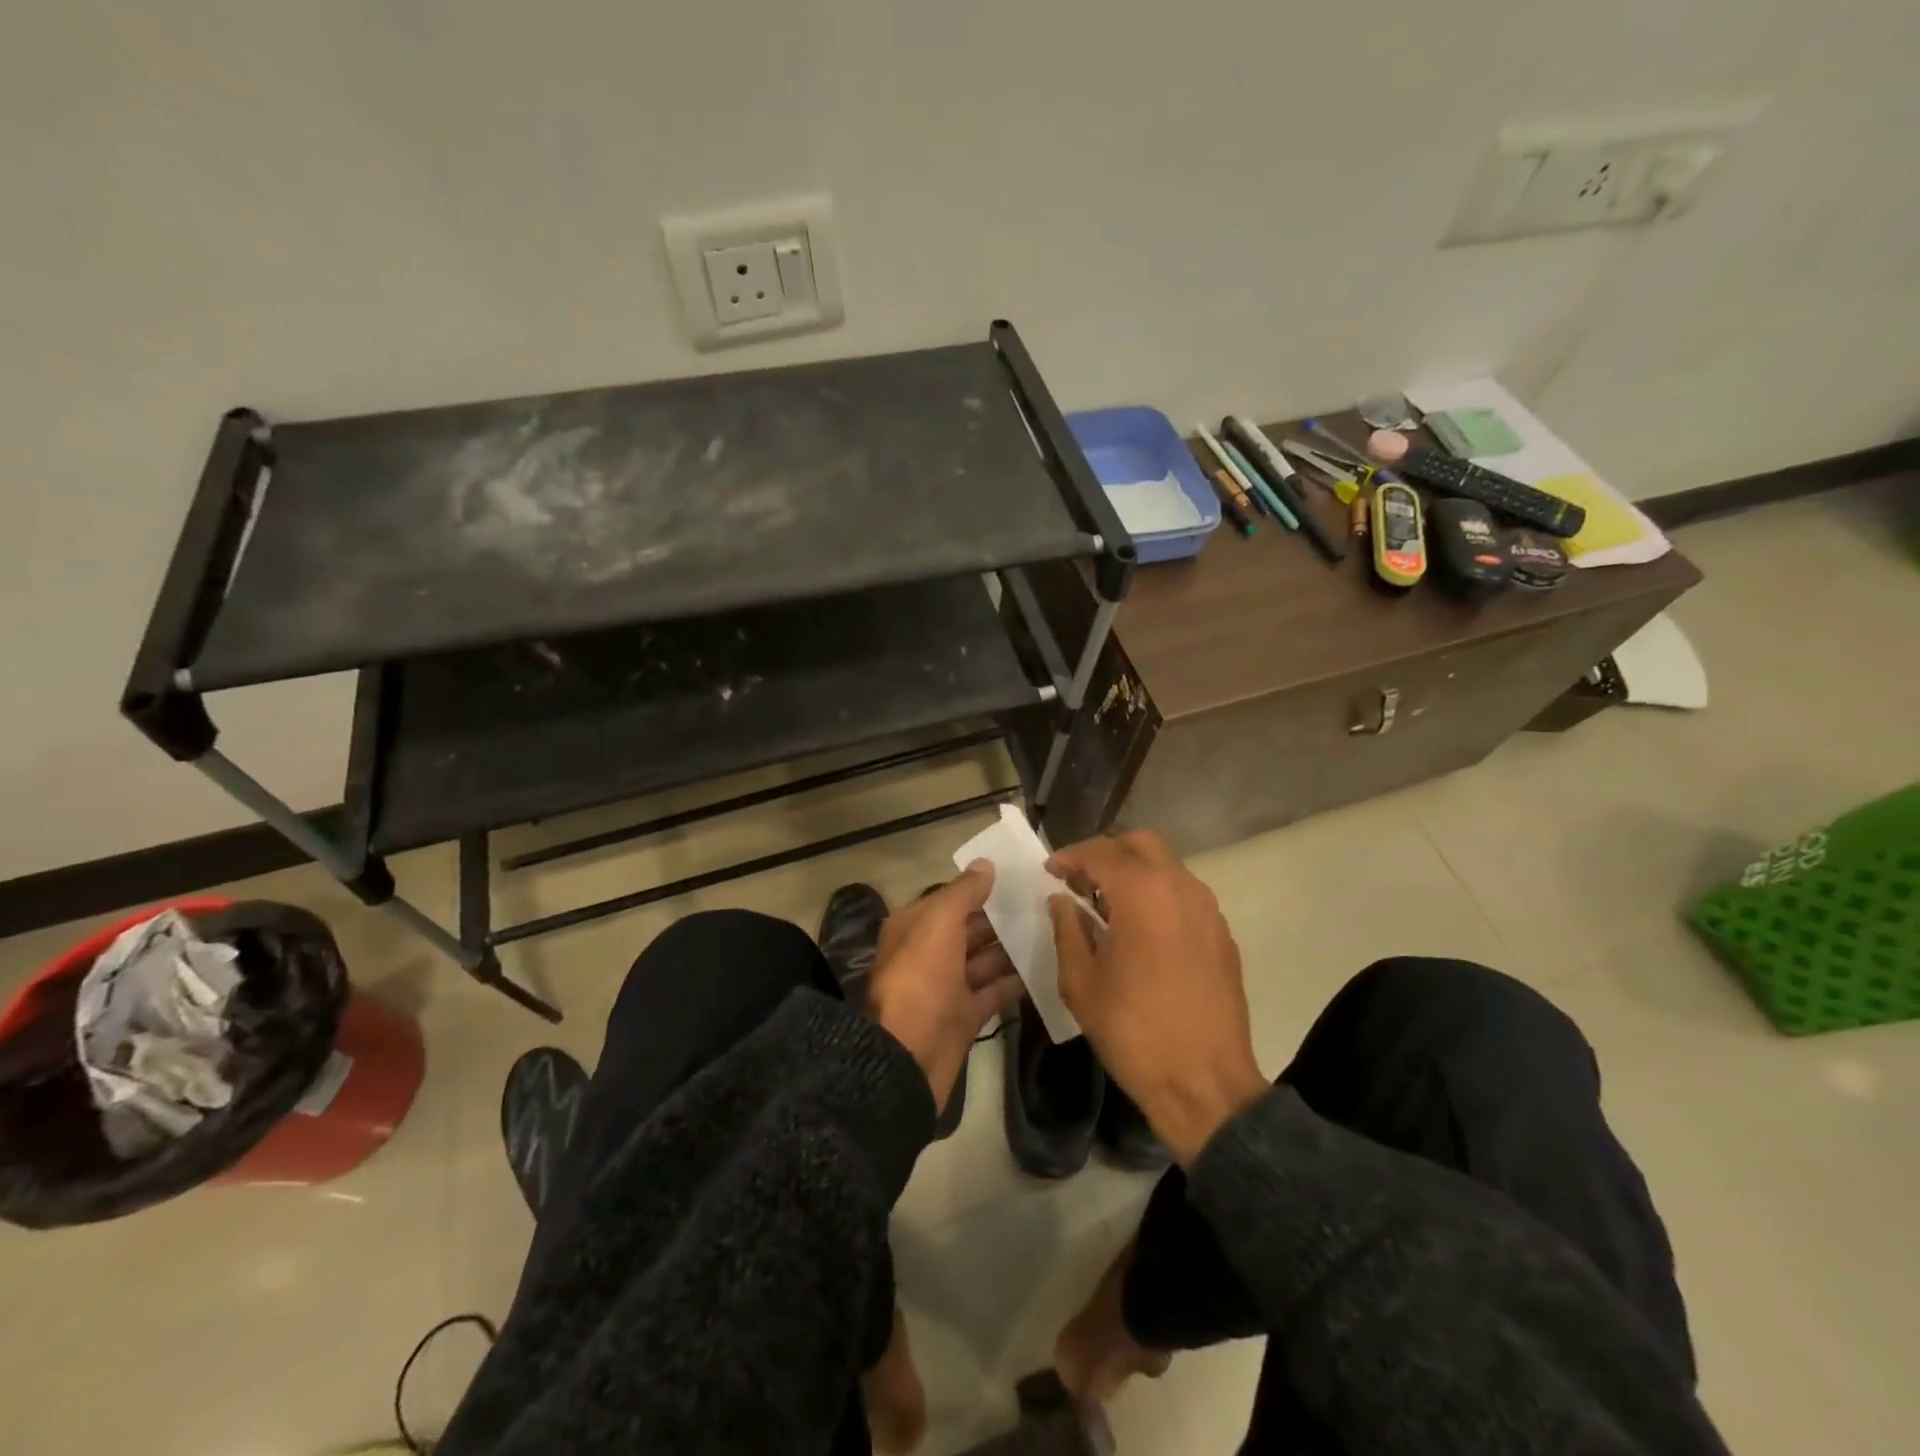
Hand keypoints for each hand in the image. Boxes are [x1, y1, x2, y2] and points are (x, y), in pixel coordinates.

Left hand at [868, 862, 1023, 1113]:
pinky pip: (994, 992)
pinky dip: (1015, 982)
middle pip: (970, 928)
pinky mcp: (965, 1016)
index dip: (981, 888)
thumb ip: (963, 893)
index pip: (951, 899)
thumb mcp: (938, 924)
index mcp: (915, 926)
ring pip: (985, 960)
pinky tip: (1045, 968)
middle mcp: (929, 953)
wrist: (908, 1056)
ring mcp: (948, 986)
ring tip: (1053, 931)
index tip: (1020, 878)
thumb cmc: (920, 979)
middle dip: (1003, 918)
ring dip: (1013, 948)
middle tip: (1046, 904)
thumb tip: (985, 864)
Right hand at [1047, 832, 1265, 1164]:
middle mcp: (1180, 887)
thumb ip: (1068, 930)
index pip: (1100, 852)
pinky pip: (1185, 893)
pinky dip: (1158, 893)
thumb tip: (1062, 901)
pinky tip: (1141, 928)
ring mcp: (1208, 909)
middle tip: (1080, 879)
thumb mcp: (1081, 983)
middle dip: (1106, 852)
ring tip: (1107, 903)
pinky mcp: (1222, 933)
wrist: (1205, 1084)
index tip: (1050, 870)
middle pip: (1141, 843)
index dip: (1069, 856)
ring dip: (1134, 871)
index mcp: (1143, 894)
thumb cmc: (1134, 1032)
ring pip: (1167, 865)